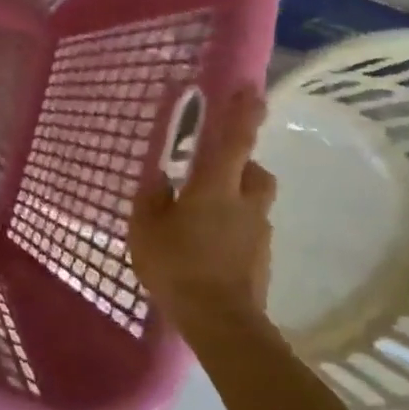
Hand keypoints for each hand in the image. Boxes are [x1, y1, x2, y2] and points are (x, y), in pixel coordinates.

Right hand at [129, 87, 277, 322]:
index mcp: (215, 187)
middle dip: (240, 163)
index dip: (242, 112)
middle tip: (211, 172)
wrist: (221, 321)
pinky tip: (209, 249)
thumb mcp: (146, 228)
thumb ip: (151, 199)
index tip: (251, 89)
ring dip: (236, 199)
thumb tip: (160, 178)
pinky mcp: (262, 258)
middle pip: (254, 170)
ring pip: (253, 201)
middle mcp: (245, 202)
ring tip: (204, 217)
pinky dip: (233, 230)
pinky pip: (248, 231)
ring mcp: (258, 232)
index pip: (234, 140)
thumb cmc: (177, 266)